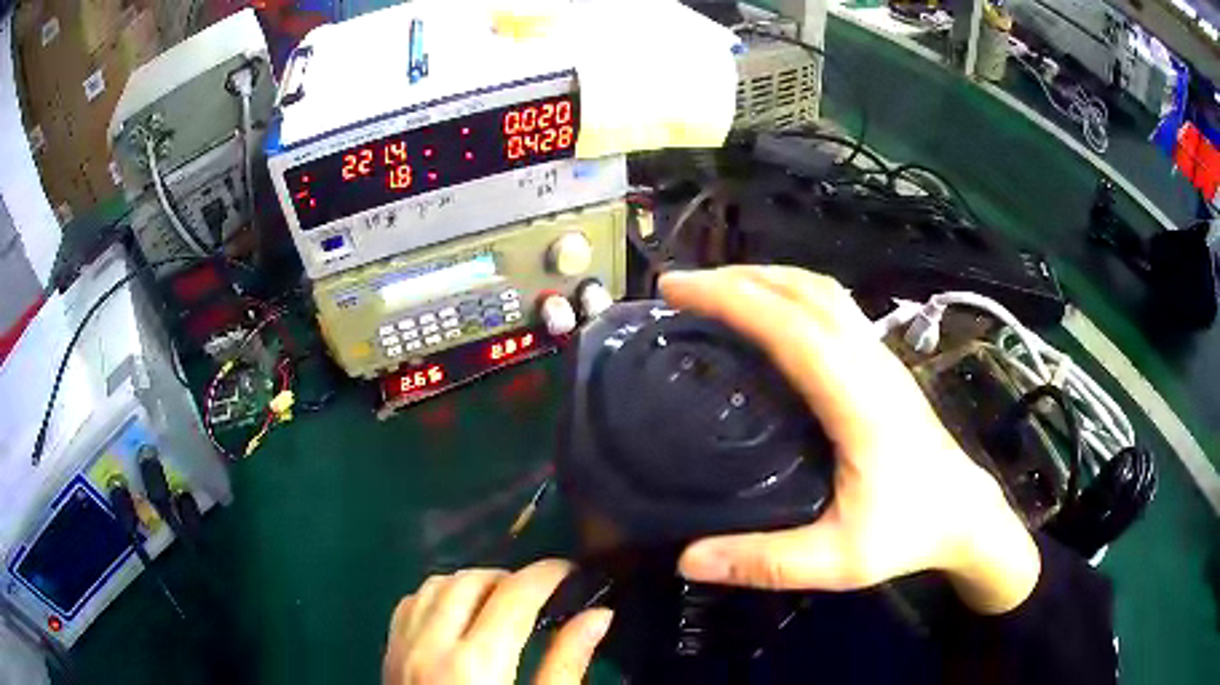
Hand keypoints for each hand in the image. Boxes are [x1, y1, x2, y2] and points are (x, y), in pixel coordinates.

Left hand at [383, 559, 612, 683]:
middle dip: (510, 577)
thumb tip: (599, 615)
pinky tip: (458, 615)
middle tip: (540, 594)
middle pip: (470, 580)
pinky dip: (438, 596)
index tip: (570, 571)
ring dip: (471, 583)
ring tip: (500, 602)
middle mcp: (431, 644)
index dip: (546, 574)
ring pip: (435, 584)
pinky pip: (410, 603)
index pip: (513, 594)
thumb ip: (567, 663)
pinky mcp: (390, 654)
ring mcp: (403, 647)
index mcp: (475, 662)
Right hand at [660, 266, 1039, 613]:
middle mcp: (871, 363)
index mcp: (859, 402)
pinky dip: (789, 294)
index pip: (791, 328)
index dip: (731, 299)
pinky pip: (833, 308)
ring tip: (716, 289)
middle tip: (682, 288)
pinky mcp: (882, 364)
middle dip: (739, 278)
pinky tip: (768, 315)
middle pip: (806, 292)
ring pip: (823, 292)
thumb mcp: (838, 561)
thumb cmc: (908, 532)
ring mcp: (880, 357)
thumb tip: (688, 560)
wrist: (965, 514)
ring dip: (766, 279)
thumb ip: (765, 563)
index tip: (676, 290)